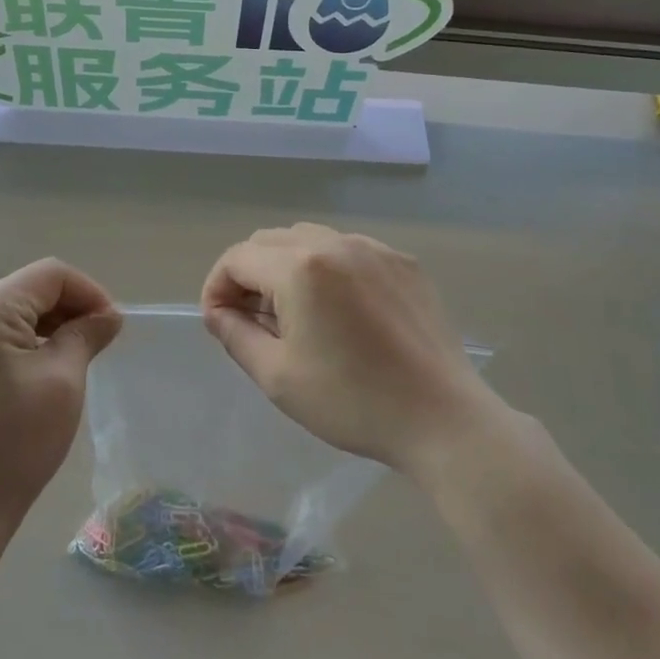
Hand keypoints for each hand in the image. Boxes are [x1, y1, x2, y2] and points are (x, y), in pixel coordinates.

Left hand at [0, 259, 122, 541]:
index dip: (89, 292)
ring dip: (44, 326)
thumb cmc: (14, 445)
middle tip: (98, 343)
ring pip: (6, 312)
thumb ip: (85, 335)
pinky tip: (36, 372)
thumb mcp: (62, 382)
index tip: (112, 327)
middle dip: (67, 309)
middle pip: (25, 290)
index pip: (49, 275)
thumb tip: (107, 315)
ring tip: (72, 359)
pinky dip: (18, 343)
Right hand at [200, 223, 492, 475]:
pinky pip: (349, 251)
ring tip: (294, 314)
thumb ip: (235, 334)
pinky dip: (328, 270)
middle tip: (250, 319)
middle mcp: (336, 243)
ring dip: (286, 268)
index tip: (218, 321)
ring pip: (310, 240)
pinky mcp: (404, 263)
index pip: (237, 258)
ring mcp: (375, 249)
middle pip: (270, 241)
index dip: (217, 286)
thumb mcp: (277, 376)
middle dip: (249, 275)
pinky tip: (339, 311)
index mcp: (300, 268)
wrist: (443, 418)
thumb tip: (217, 312)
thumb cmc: (352, 402)